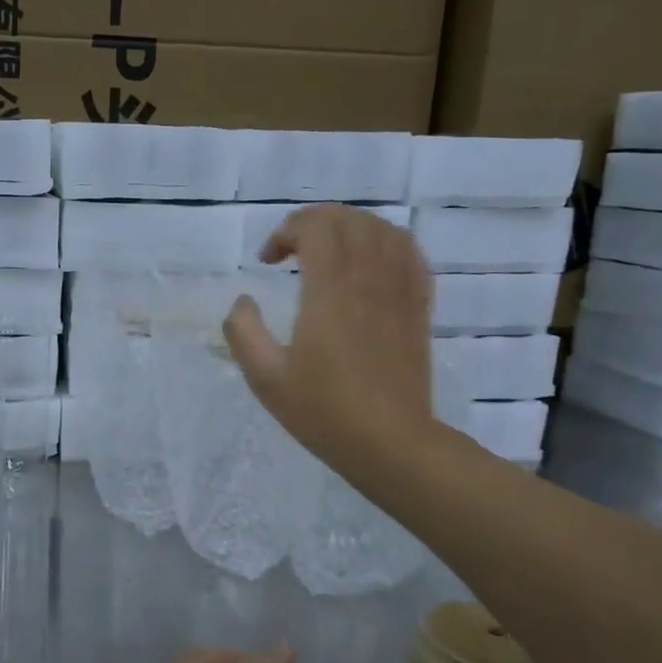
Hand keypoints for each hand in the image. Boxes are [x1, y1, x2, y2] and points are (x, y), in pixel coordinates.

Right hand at [223, 204, 435, 470]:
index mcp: (330, 292)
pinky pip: (410, 254)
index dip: (287, 231)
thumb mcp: (265, 377)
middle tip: (292, 250)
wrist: (389, 442)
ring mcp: (400, 291)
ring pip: (384, 230)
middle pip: (350, 220)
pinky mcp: (418, 306)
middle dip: (315, 222)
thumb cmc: (323, 411)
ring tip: (329, 251)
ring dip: (351, 228)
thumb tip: (243, 301)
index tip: (268, 260)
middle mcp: (368, 280)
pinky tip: (370, 262)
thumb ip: (243, 332)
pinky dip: (386, 244)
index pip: (316, 227)